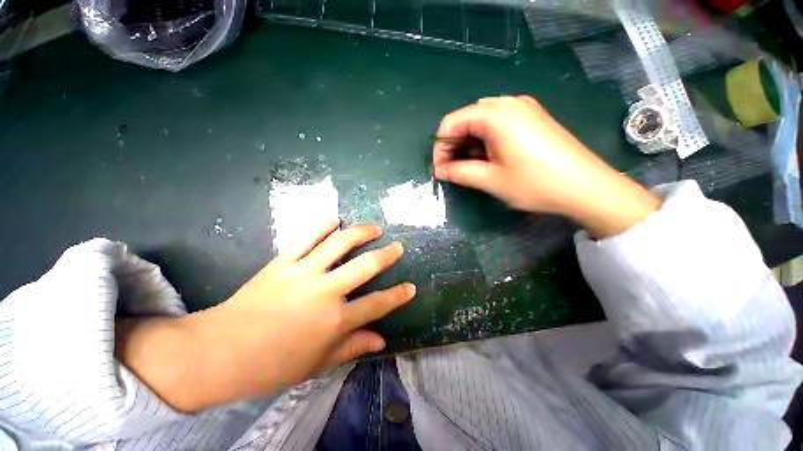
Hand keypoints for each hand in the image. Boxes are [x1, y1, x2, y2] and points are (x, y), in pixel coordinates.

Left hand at [117, 220, 414, 411]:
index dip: (398, 296)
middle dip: (386, 255)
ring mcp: (304, 272)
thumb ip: (352, 347)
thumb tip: (381, 340)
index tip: (411, 287)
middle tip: (398, 247)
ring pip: (339, 244)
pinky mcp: (283, 262)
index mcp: (335, 321)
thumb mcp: (318, 363)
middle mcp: (325, 292)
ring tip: (374, 227)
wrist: (220, 352)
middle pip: (365, 266)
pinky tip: (334, 219)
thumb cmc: (273, 365)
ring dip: (361, 232)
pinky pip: (306, 238)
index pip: (377, 304)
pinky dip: (322, 226)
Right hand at [433, 96, 660, 237]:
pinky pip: (497, 124)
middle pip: (466, 119)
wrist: (586, 186)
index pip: (451, 122)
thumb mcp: (490, 180)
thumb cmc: (534, 183)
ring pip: (481, 122)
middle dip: (453, 145)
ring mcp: (523, 108)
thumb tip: (440, 171)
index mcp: (495, 114)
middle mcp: (508, 103)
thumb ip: (459, 172)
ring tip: (467, 166)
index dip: (440, 147)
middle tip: (451, 170)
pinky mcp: (532, 118)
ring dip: (468, 143)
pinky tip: (487, 158)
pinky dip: (484, 140)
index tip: (439, 169)